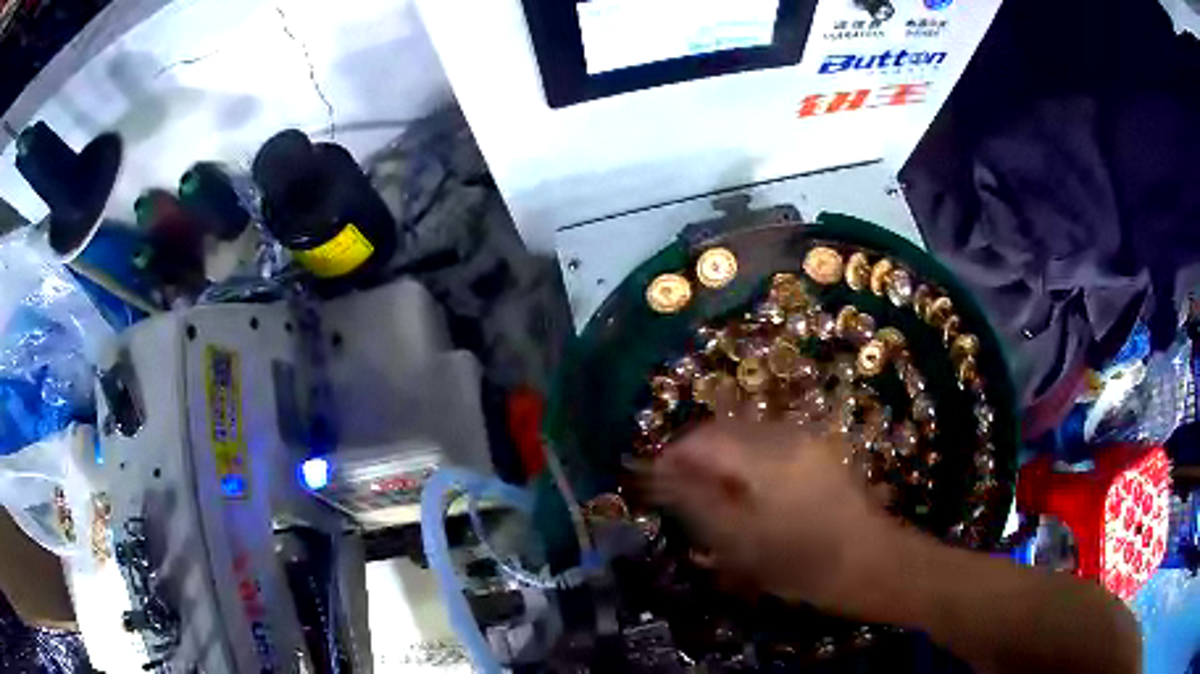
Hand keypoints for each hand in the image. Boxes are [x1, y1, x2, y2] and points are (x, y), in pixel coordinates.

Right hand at [646, 413, 899, 610]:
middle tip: (678, 492)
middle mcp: (786, 434)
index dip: (673, 456)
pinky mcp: (817, 449)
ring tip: (710, 496)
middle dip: (695, 455)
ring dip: (720, 458)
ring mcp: (805, 439)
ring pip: (745, 434)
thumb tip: (659, 475)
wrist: (869, 562)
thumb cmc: (800, 562)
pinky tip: (746, 493)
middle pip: (724, 429)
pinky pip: (767, 444)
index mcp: (766, 457)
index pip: (704, 438)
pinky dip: (745, 461)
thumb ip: (695, 502)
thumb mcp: (739, 542)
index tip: (653, 481)